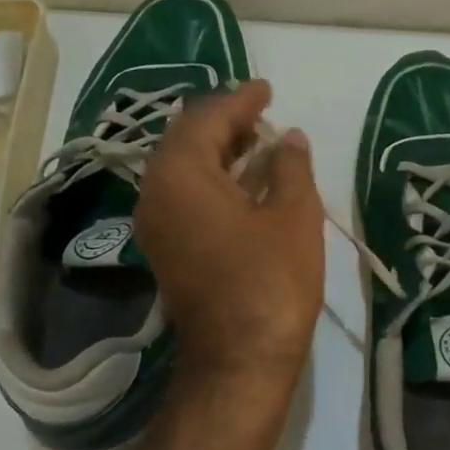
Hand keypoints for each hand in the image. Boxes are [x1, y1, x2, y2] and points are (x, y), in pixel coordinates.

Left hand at [134, 81, 323, 388]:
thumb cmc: (271, 281)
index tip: (266, 88)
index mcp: (180, 175)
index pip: (206, 119)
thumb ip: (291, 167)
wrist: (239, 360)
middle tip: (262, 113)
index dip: (239, 100)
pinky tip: (246, 183)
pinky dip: (213, 181)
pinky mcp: (166, 250)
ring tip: (259, 142)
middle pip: (186, 141)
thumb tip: (289, 138)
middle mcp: (155, 193)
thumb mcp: (294, 216)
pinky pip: (185, 197)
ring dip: (219, 152)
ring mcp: (156, 225)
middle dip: (225, 123)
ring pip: (184, 170)